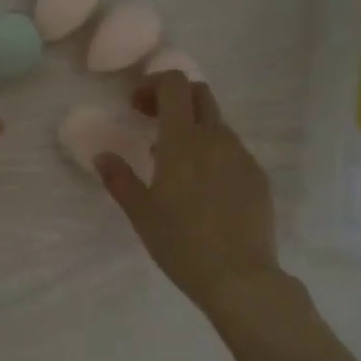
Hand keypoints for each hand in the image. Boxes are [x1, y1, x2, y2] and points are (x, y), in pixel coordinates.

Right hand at [96, 72, 281, 310]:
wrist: (239, 276)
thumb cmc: (180, 243)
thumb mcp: (141, 213)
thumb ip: (119, 179)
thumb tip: (102, 156)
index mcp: (183, 141)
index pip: (175, 85)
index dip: (153, 84)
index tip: (136, 106)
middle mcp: (216, 139)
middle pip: (200, 94)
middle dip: (174, 98)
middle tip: (151, 122)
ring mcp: (242, 157)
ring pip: (217, 124)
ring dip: (193, 128)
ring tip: (174, 163)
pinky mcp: (258, 177)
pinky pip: (232, 151)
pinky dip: (212, 153)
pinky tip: (202, 188)